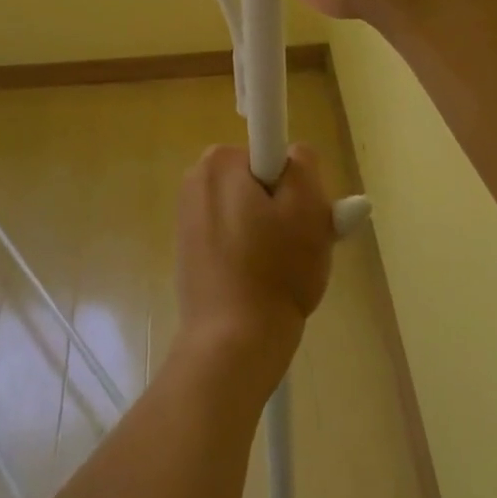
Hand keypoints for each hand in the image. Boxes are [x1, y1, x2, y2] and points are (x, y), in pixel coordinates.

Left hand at [174, 143, 334, 386]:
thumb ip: (305, 165)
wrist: (232, 344)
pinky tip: (261, 281)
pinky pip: (232, 234)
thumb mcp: (308, 209)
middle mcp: (196, 178)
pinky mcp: (188, 246)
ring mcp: (187, 214)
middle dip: (282, 207)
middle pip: (259, 180)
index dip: (293, 183)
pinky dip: (249, 250)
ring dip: (269, 231)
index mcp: (219, 162)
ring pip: (248, 208)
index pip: (271, 153)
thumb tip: (294, 154)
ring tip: (282, 270)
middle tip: (300, 245)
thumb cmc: (275, 271)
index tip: (300, 218)